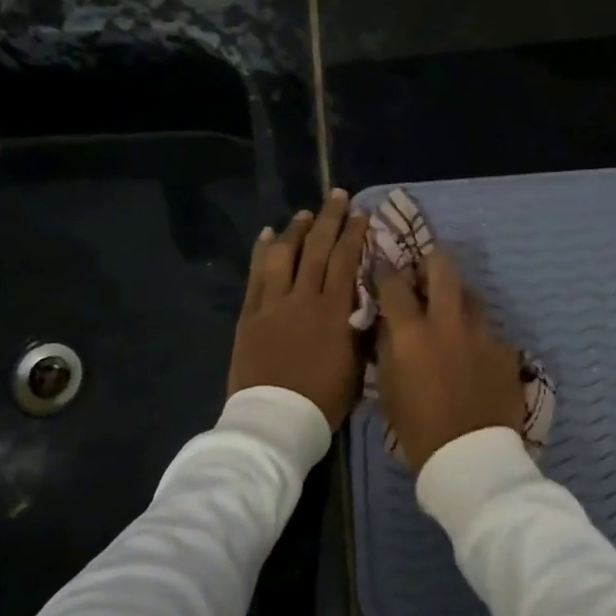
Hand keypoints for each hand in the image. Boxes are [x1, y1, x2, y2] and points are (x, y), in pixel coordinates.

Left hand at [227, 191, 368, 427]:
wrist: (275, 421)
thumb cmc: (323, 400)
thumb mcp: (356, 366)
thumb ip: (360, 329)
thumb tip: (365, 303)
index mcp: (334, 312)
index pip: (347, 261)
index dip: (355, 234)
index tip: (361, 213)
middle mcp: (304, 299)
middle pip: (317, 249)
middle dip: (329, 219)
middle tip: (337, 195)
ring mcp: (272, 305)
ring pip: (284, 255)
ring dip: (295, 230)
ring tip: (304, 214)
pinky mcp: (249, 315)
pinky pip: (255, 275)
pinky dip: (262, 252)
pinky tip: (266, 235)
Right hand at [374, 248, 526, 471]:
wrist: (470, 457)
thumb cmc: (418, 428)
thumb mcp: (388, 387)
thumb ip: (388, 346)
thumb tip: (390, 322)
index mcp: (412, 332)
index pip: (394, 283)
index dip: (385, 271)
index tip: (382, 269)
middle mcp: (449, 322)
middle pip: (443, 266)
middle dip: (430, 262)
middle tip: (424, 276)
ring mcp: (483, 333)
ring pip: (471, 295)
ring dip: (457, 299)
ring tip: (451, 317)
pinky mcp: (507, 348)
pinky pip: (489, 330)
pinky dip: (477, 335)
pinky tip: (474, 355)